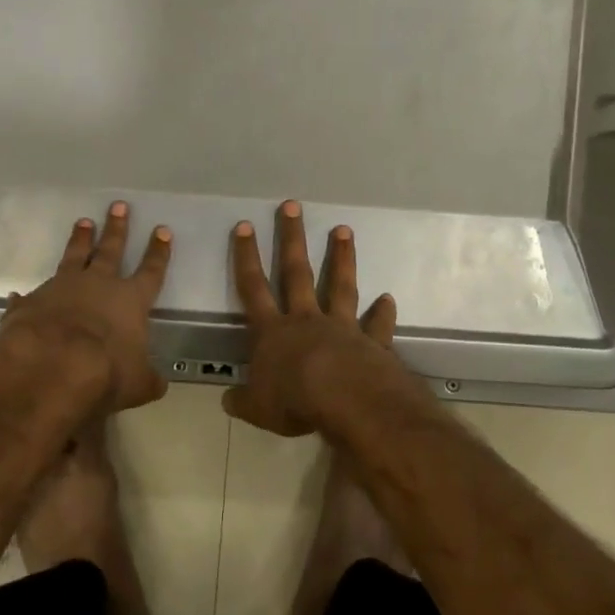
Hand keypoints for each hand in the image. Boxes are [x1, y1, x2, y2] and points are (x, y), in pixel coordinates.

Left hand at [0, 201, 173, 414]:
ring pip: (73, 256)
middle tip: (118, 206)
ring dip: (79, 240)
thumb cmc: (107, 373)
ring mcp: (62, 288)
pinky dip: (27, 296)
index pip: (151, 271)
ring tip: (83, 222)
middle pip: (110, 250)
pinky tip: (19, 293)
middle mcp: (98, 286)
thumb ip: (148, 379)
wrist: (53, 366)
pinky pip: (31, 295)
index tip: (162, 230)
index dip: (158, 252)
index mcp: (131, 300)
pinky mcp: (31, 302)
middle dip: (117, 228)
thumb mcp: (138, 384)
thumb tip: (158, 383)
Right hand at [224, 200, 403, 436]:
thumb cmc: (295, 402)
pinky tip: (388, 299)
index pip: (253, 287)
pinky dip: (383, 313)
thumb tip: (226, 400)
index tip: (245, 226)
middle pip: (296, 273)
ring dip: (340, 258)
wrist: (348, 403)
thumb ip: (242, 401)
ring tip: (343, 229)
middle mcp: (306, 320)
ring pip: (339, 286)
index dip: (246, 257)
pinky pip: (377, 325)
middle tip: (292, 206)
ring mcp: (342, 327)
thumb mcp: (258, 409)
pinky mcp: (372, 342)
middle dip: (292, 239)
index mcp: (273, 333)